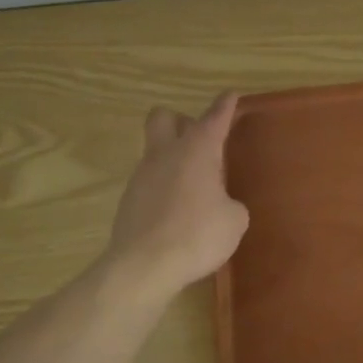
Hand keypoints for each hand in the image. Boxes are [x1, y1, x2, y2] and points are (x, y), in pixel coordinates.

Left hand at [102, 93, 249, 304]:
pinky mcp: (128, 201)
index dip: (224, 105)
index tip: (230, 95)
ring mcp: (142, 176)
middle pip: (163, 118)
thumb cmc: (198, 235)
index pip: (214, 117)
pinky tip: (177, 213)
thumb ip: (231, 204)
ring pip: (155, 152)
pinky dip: (163, 189)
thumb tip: (223, 205)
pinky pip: (149, 183)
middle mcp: (166, 154)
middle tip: (200, 141)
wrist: (144, 267)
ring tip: (194, 188)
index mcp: (197, 150)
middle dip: (181, 121)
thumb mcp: (234, 220)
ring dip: (173, 160)